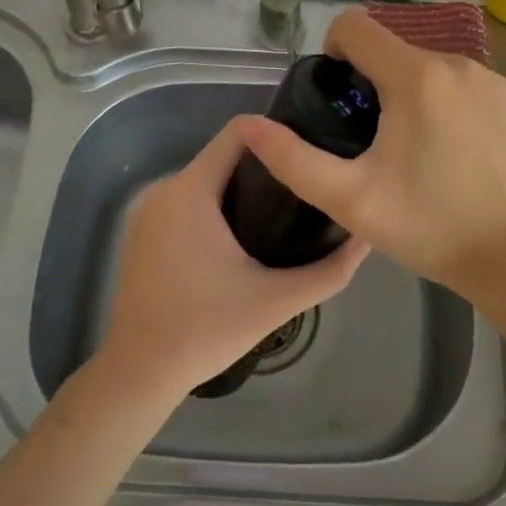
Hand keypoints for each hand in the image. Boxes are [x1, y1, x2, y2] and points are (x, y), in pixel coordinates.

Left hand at [96, 118, 368, 405]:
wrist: (139, 373)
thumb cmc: (206, 330)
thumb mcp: (277, 300)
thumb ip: (329, 270)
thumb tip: (367, 238)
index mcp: (191, 190)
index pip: (239, 132)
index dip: (278, 135)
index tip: (309, 154)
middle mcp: (165, 188)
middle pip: (224, 155)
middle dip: (266, 167)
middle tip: (305, 190)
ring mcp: (148, 210)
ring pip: (206, 179)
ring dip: (241, 188)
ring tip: (283, 213)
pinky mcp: (141, 231)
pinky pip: (187, 201)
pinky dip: (215, 207)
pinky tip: (242, 237)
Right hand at [241, 8, 505, 298]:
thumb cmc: (429, 228)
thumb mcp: (350, 200)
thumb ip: (292, 159)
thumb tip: (248, 126)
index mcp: (415, 76)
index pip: (356, 26)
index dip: (335, 51)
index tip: (341, 94)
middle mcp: (458, 62)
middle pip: (396, 51)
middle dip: (377, 82)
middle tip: (377, 140)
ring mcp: (495, 79)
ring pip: (435, 68)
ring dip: (417, 94)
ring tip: (421, 151)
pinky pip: (471, 85)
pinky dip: (456, 106)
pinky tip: (461, 152)